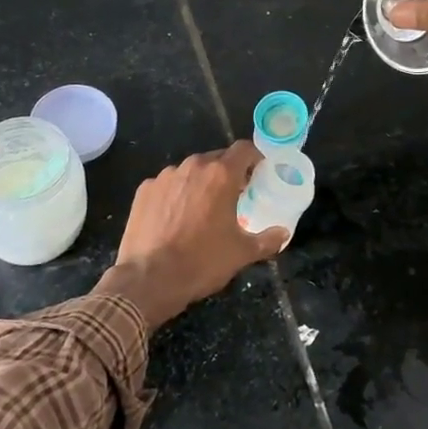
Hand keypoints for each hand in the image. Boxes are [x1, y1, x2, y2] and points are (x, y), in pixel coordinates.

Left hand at [93, 141, 286, 329]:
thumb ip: (267, 240)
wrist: (148, 279)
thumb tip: (283, 233)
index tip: (258, 172)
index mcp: (221, 175)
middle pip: (216, 159)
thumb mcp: (241, 253)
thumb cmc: (201, 262)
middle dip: (227, 173)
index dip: (254, 157)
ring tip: (201, 209)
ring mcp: (165, 176)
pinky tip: (174, 218)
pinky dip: (175, 194)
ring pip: (190, 171)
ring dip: (200, 183)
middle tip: (233, 196)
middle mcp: (193, 167)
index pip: (244, 149)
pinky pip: (167, 184)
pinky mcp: (144, 190)